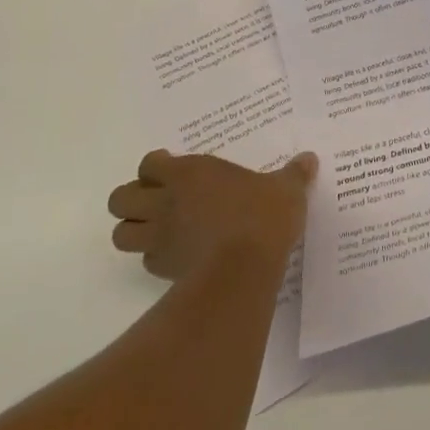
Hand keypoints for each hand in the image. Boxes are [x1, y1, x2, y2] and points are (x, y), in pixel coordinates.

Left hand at [107, 149, 316, 280]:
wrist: (244, 267)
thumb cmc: (262, 216)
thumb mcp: (286, 189)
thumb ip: (294, 174)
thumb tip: (309, 159)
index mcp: (189, 172)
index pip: (148, 165)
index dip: (154, 168)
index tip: (170, 170)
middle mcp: (166, 202)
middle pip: (120, 199)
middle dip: (131, 200)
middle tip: (155, 201)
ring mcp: (161, 237)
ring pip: (121, 234)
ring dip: (133, 231)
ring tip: (156, 230)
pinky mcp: (164, 270)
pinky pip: (146, 261)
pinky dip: (155, 257)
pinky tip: (177, 256)